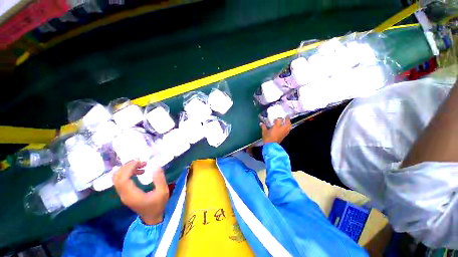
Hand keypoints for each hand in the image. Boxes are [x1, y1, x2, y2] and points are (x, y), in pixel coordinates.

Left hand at [113, 160, 168, 224]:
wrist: (151, 217)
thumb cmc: (158, 205)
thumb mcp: (163, 192)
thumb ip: (159, 179)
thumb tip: (156, 166)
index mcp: (132, 195)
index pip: (122, 179)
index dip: (128, 168)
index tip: (140, 161)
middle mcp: (124, 195)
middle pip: (117, 177)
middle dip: (127, 166)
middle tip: (141, 161)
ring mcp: (123, 195)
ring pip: (117, 179)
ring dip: (127, 169)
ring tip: (141, 165)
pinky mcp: (125, 194)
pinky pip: (121, 181)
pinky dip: (127, 173)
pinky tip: (139, 171)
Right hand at [261, 117, 291, 143]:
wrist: (271, 146)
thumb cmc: (267, 138)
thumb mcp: (264, 132)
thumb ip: (263, 127)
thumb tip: (261, 123)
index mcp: (276, 126)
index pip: (279, 120)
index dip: (277, 118)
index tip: (275, 118)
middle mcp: (282, 128)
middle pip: (287, 122)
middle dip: (287, 119)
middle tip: (286, 116)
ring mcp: (284, 132)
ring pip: (289, 126)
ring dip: (289, 123)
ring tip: (288, 121)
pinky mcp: (284, 135)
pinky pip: (288, 130)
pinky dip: (288, 128)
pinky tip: (287, 127)